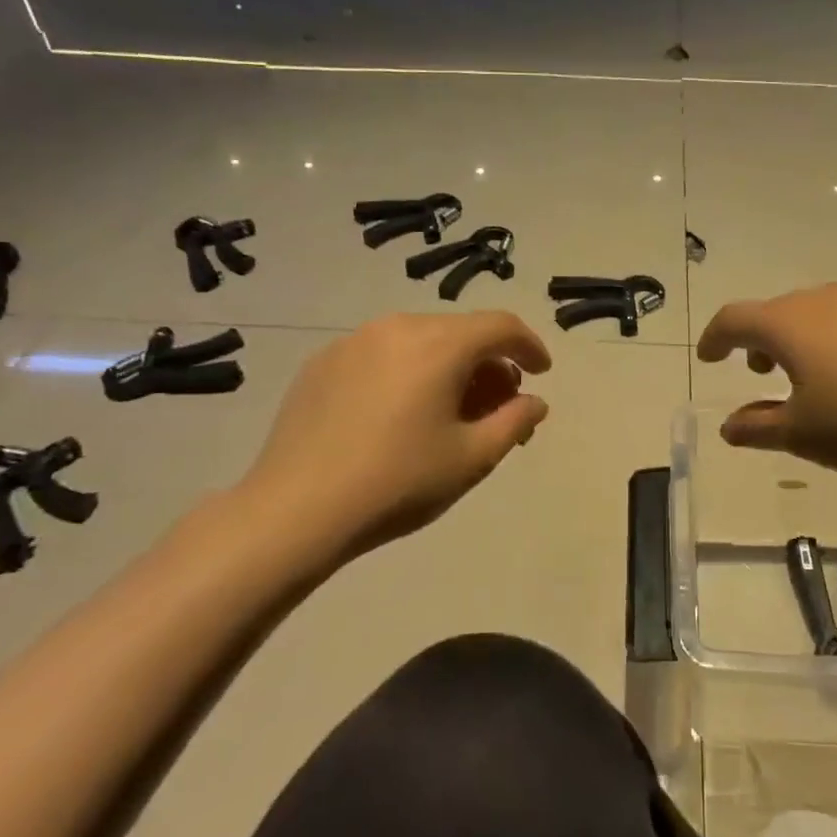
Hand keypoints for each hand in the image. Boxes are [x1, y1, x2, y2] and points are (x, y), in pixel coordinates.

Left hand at [221, 312, 550, 576]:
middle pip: (461, 332)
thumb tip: (534, 401)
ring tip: (449, 412)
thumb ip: (515, 421)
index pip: (501, 326)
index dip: (530, 346)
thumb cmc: (397, 482)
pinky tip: (399, 415)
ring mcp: (354, 341)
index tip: (542, 373)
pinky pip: (383, 355)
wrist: (294, 511)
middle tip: (498, 407)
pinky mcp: (323, 362)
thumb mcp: (472, 458)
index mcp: (439, 344)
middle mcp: (398, 326)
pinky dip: (408, 372)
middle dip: (489, 364)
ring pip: (421, 341)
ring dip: (449, 367)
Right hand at [696, 284, 836, 475]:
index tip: (708, 356)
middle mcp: (824, 299)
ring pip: (821, 312)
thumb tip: (729, 426)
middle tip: (761, 369)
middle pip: (778, 312)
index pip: (734, 319)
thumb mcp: (804, 434)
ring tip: (815, 373)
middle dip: (762, 339)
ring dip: (805, 338)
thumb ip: (759, 428)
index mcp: (788, 324)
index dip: (715, 338)